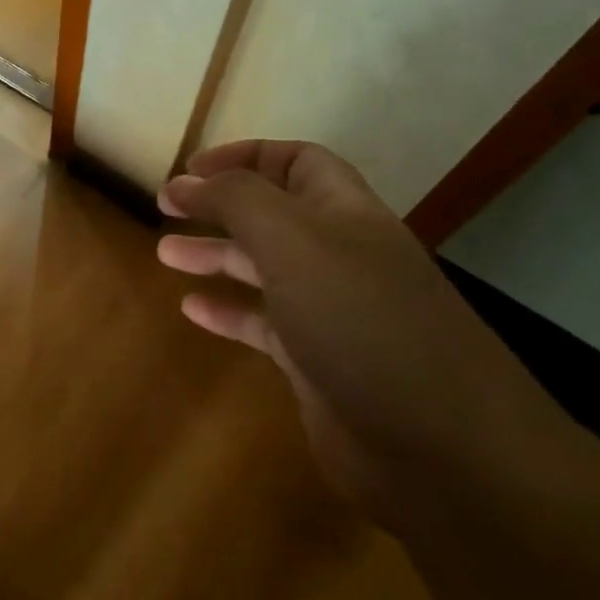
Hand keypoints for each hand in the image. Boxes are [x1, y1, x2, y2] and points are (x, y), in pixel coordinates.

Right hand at [157, 139, 562, 509]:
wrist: (434, 443)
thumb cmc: (360, 321)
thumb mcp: (292, 242)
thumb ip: (236, 201)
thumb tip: (184, 180)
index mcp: (345, 214)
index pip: (297, 162)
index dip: (244, 156)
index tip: (188, 169)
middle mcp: (341, 256)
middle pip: (275, 215)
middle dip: (220, 206)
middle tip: (165, 209)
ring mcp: (331, 312)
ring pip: (265, 270)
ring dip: (217, 256)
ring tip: (165, 255)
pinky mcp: (318, 363)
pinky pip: (264, 325)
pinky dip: (228, 312)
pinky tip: (193, 310)